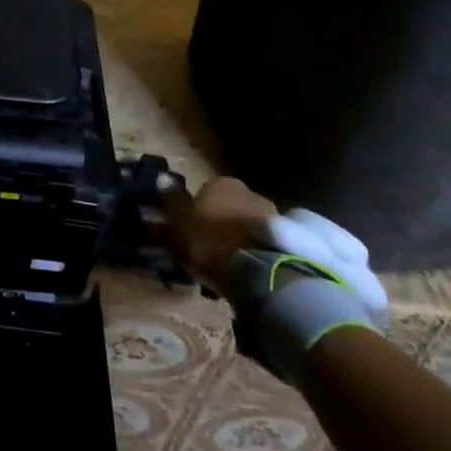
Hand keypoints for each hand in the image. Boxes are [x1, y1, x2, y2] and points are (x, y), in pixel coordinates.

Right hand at [158, 174, 276, 293]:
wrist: (261, 273)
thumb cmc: (210, 242)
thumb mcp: (178, 225)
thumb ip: (171, 202)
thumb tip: (162, 177)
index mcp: (221, 183)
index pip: (204, 192)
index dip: (196, 213)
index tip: (191, 234)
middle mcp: (248, 192)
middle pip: (229, 207)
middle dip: (220, 224)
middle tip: (209, 250)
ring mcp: (272, 215)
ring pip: (247, 225)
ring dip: (239, 239)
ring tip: (229, 266)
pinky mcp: (289, 241)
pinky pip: (262, 244)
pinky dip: (254, 253)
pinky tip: (246, 272)